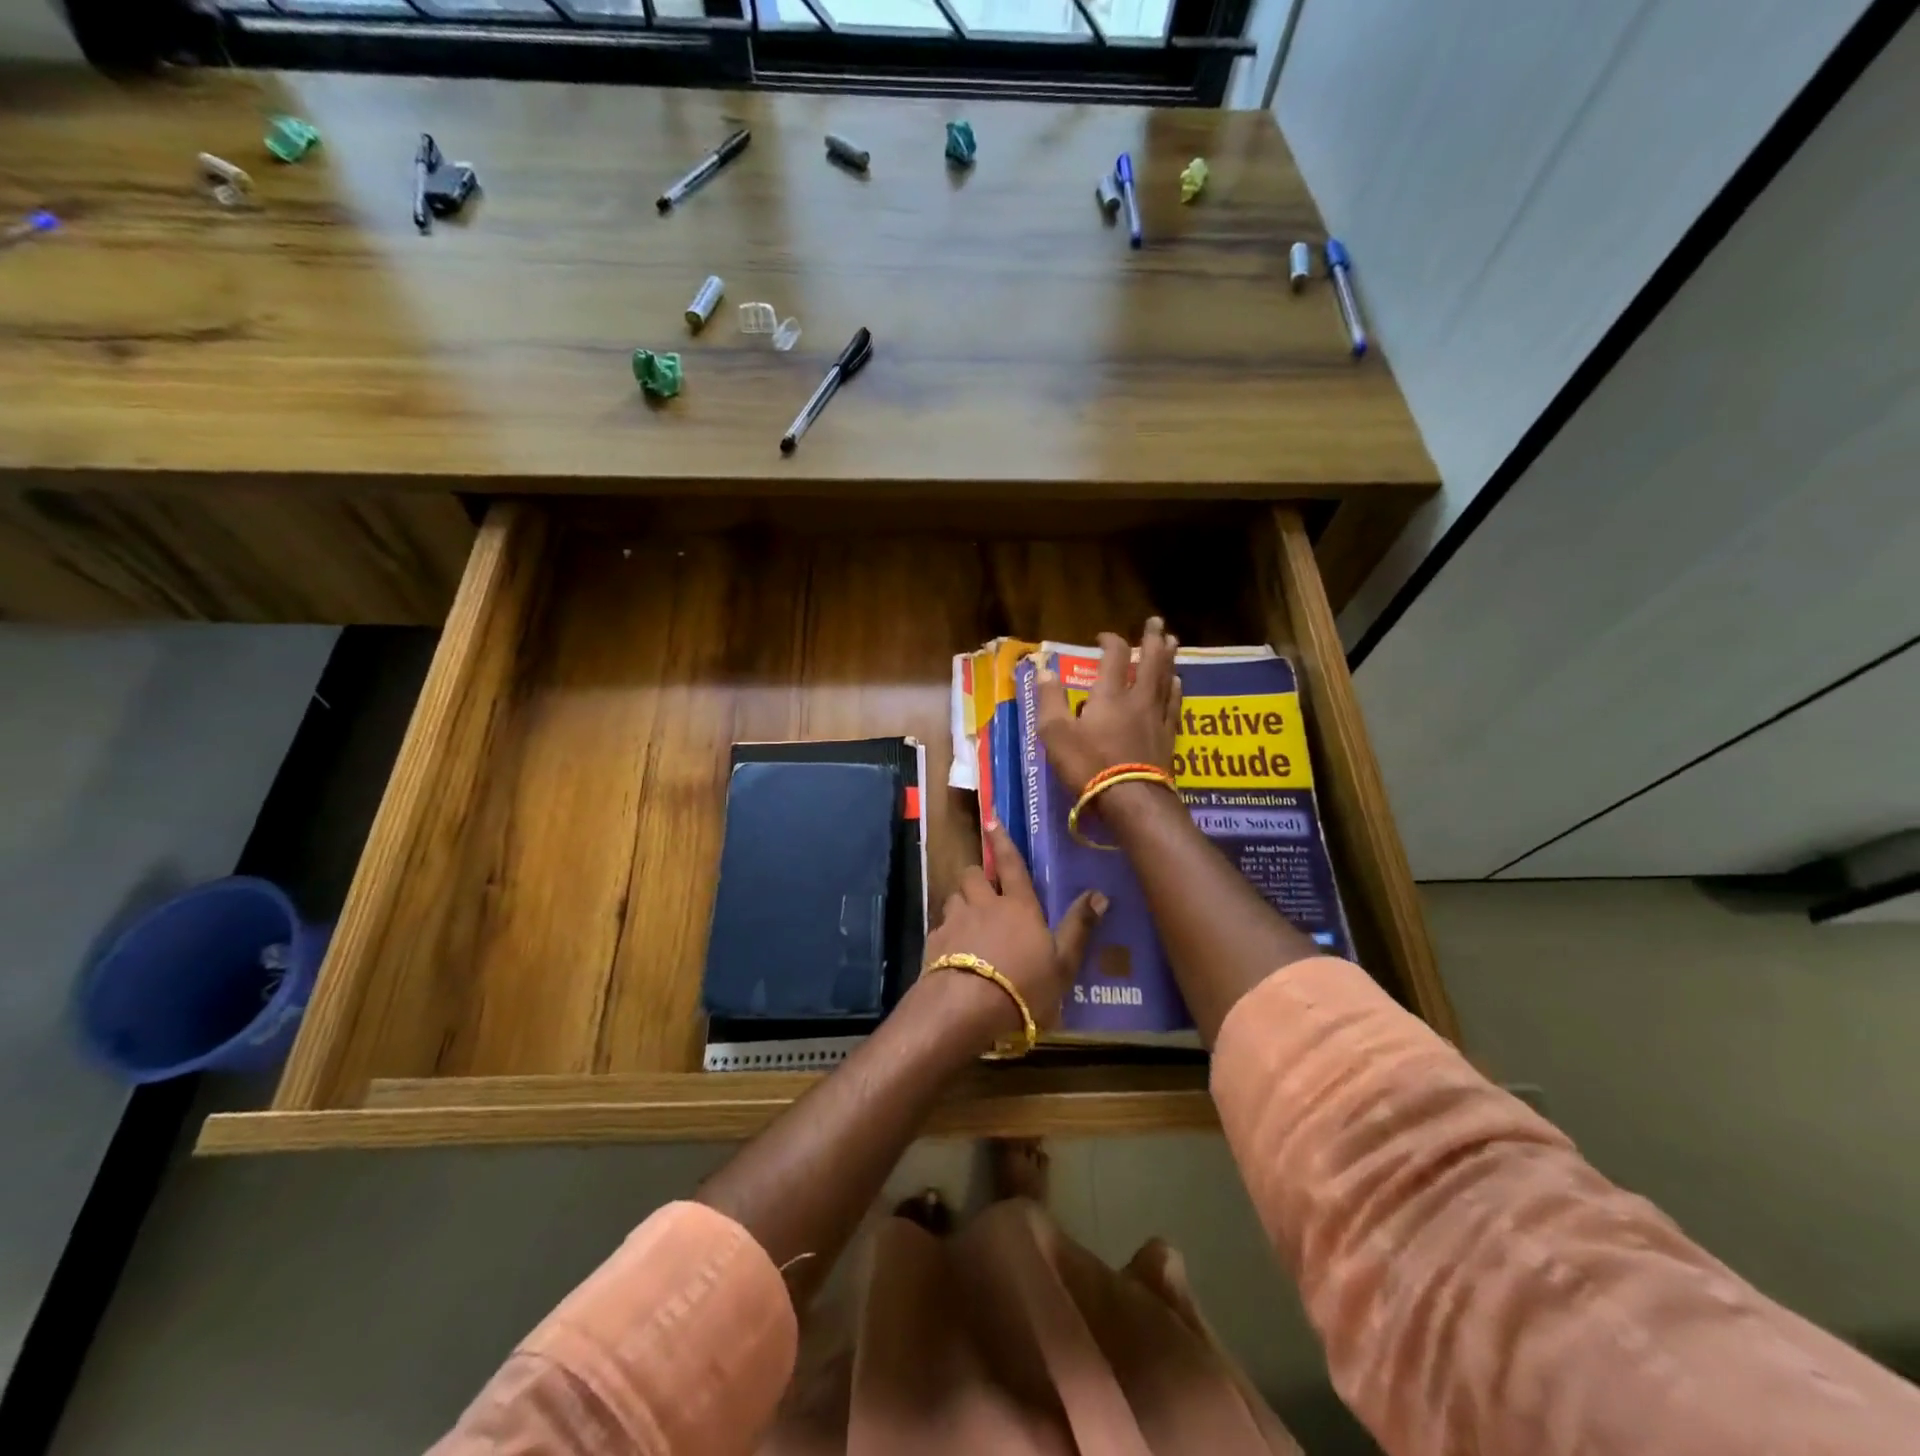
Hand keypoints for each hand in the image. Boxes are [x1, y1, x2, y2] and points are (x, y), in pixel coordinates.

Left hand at [922, 823, 1104, 1041]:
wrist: (966, 1008)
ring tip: (968, 921)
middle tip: (984, 890)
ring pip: (954, 897)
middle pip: (974, 875)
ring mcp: (955, 921)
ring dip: (961, 903)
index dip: (1002, 840)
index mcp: (1018, 906)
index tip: (990, 819)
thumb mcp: (1063, 964)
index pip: (1011, 864)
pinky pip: (940, 927)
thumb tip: (1100, 895)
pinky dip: (947, 933)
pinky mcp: (934, 942)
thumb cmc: (1024, 986)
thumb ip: (1079, 928)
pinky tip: (952, 952)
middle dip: (977, 877)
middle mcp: (984, 905)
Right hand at [1035, 617, 1181, 795]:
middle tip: (1157, 622)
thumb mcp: (1055, 733)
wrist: (1130, 799)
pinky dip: (1175, 691)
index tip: (1103, 636)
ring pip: (1166, 680)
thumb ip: (1050, 699)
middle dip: (1152, 640)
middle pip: (1150, 662)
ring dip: (1168, 659)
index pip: (1113, 657)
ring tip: (1172, 644)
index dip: (1110, 641)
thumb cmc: (1088, 765)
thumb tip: (1044, 670)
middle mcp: (1137, 699)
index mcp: (1109, 695)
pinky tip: (1177, 684)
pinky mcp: (1168, 738)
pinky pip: (1174, 706)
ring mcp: (1156, 718)